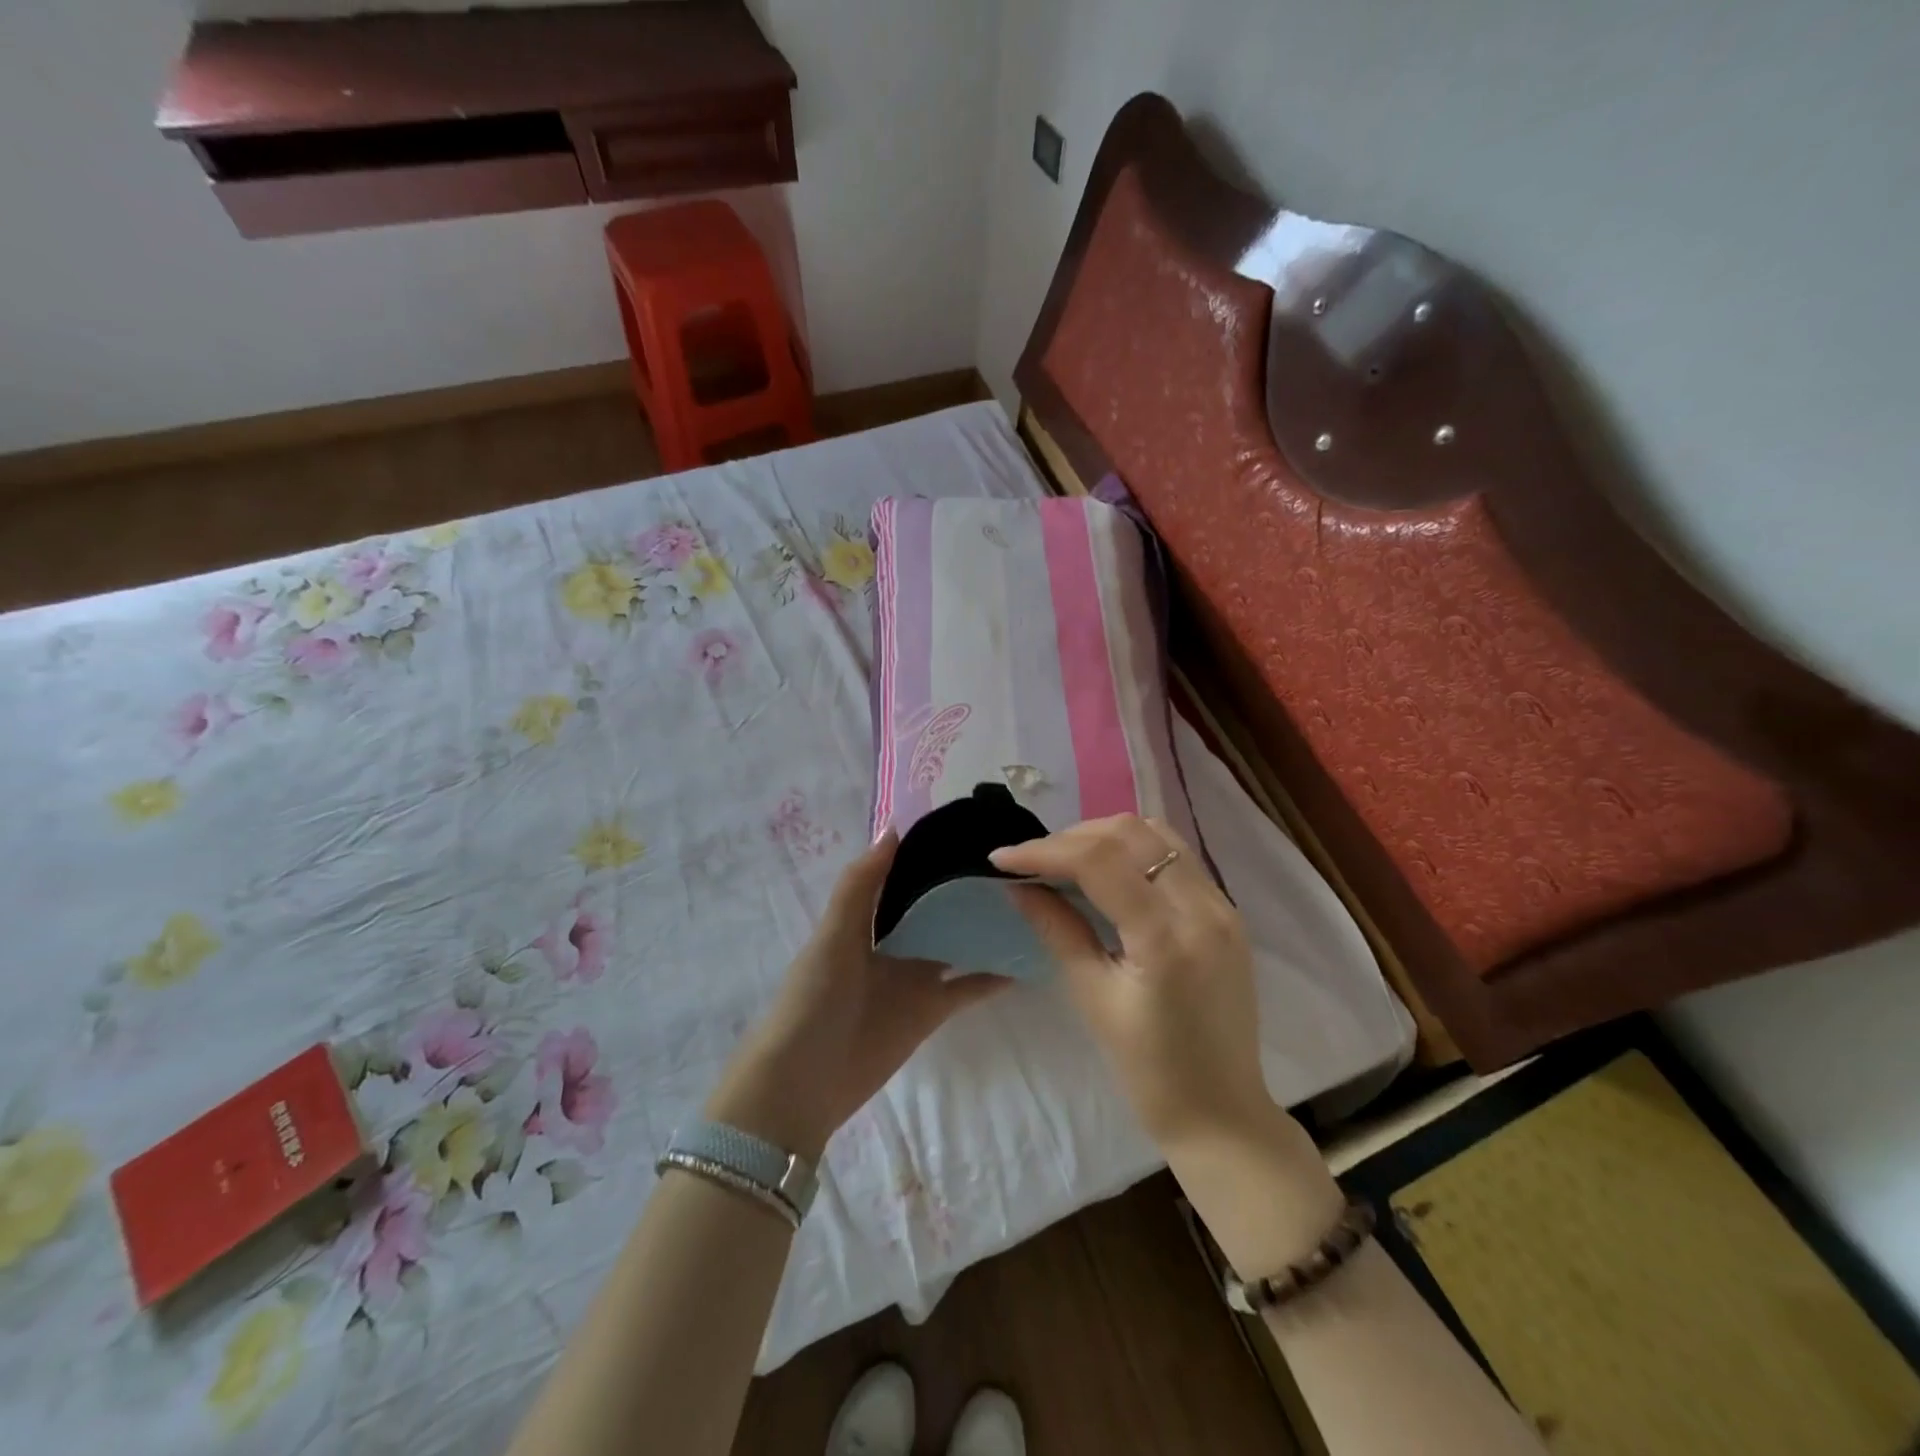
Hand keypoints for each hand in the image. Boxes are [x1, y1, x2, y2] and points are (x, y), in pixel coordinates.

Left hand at [704, 830, 1005, 1160]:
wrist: (805, 1081)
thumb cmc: (814, 998)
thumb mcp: (834, 934)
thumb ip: (860, 884)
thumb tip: (894, 828)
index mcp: (865, 918)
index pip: (901, 876)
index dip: (927, 854)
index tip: (966, 827)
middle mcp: (892, 942)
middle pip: (933, 908)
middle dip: (962, 887)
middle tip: (1011, 861)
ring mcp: (914, 977)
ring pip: (956, 943)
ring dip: (983, 927)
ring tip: (1029, 902)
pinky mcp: (930, 1011)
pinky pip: (967, 987)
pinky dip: (993, 976)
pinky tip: (1026, 960)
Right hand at [994, 815, 1341, 1270]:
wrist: (1222, 1113)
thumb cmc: (1149, 1071)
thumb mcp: (1092, 998)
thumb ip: (1057, 929)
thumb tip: (1018, 885)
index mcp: (1166, 939)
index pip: (1099, 862)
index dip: (1045, 851)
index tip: (1002, 857)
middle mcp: (1202, 908)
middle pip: (1131, 833)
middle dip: (1073, 837)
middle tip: (1034, 861)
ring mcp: (1223, 906)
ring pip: (1157, 834)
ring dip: (1106, 836)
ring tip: (1067, 859)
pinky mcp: (1227, 912)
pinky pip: (1177, 856)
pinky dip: (1135, 850)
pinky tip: (1108, 871)